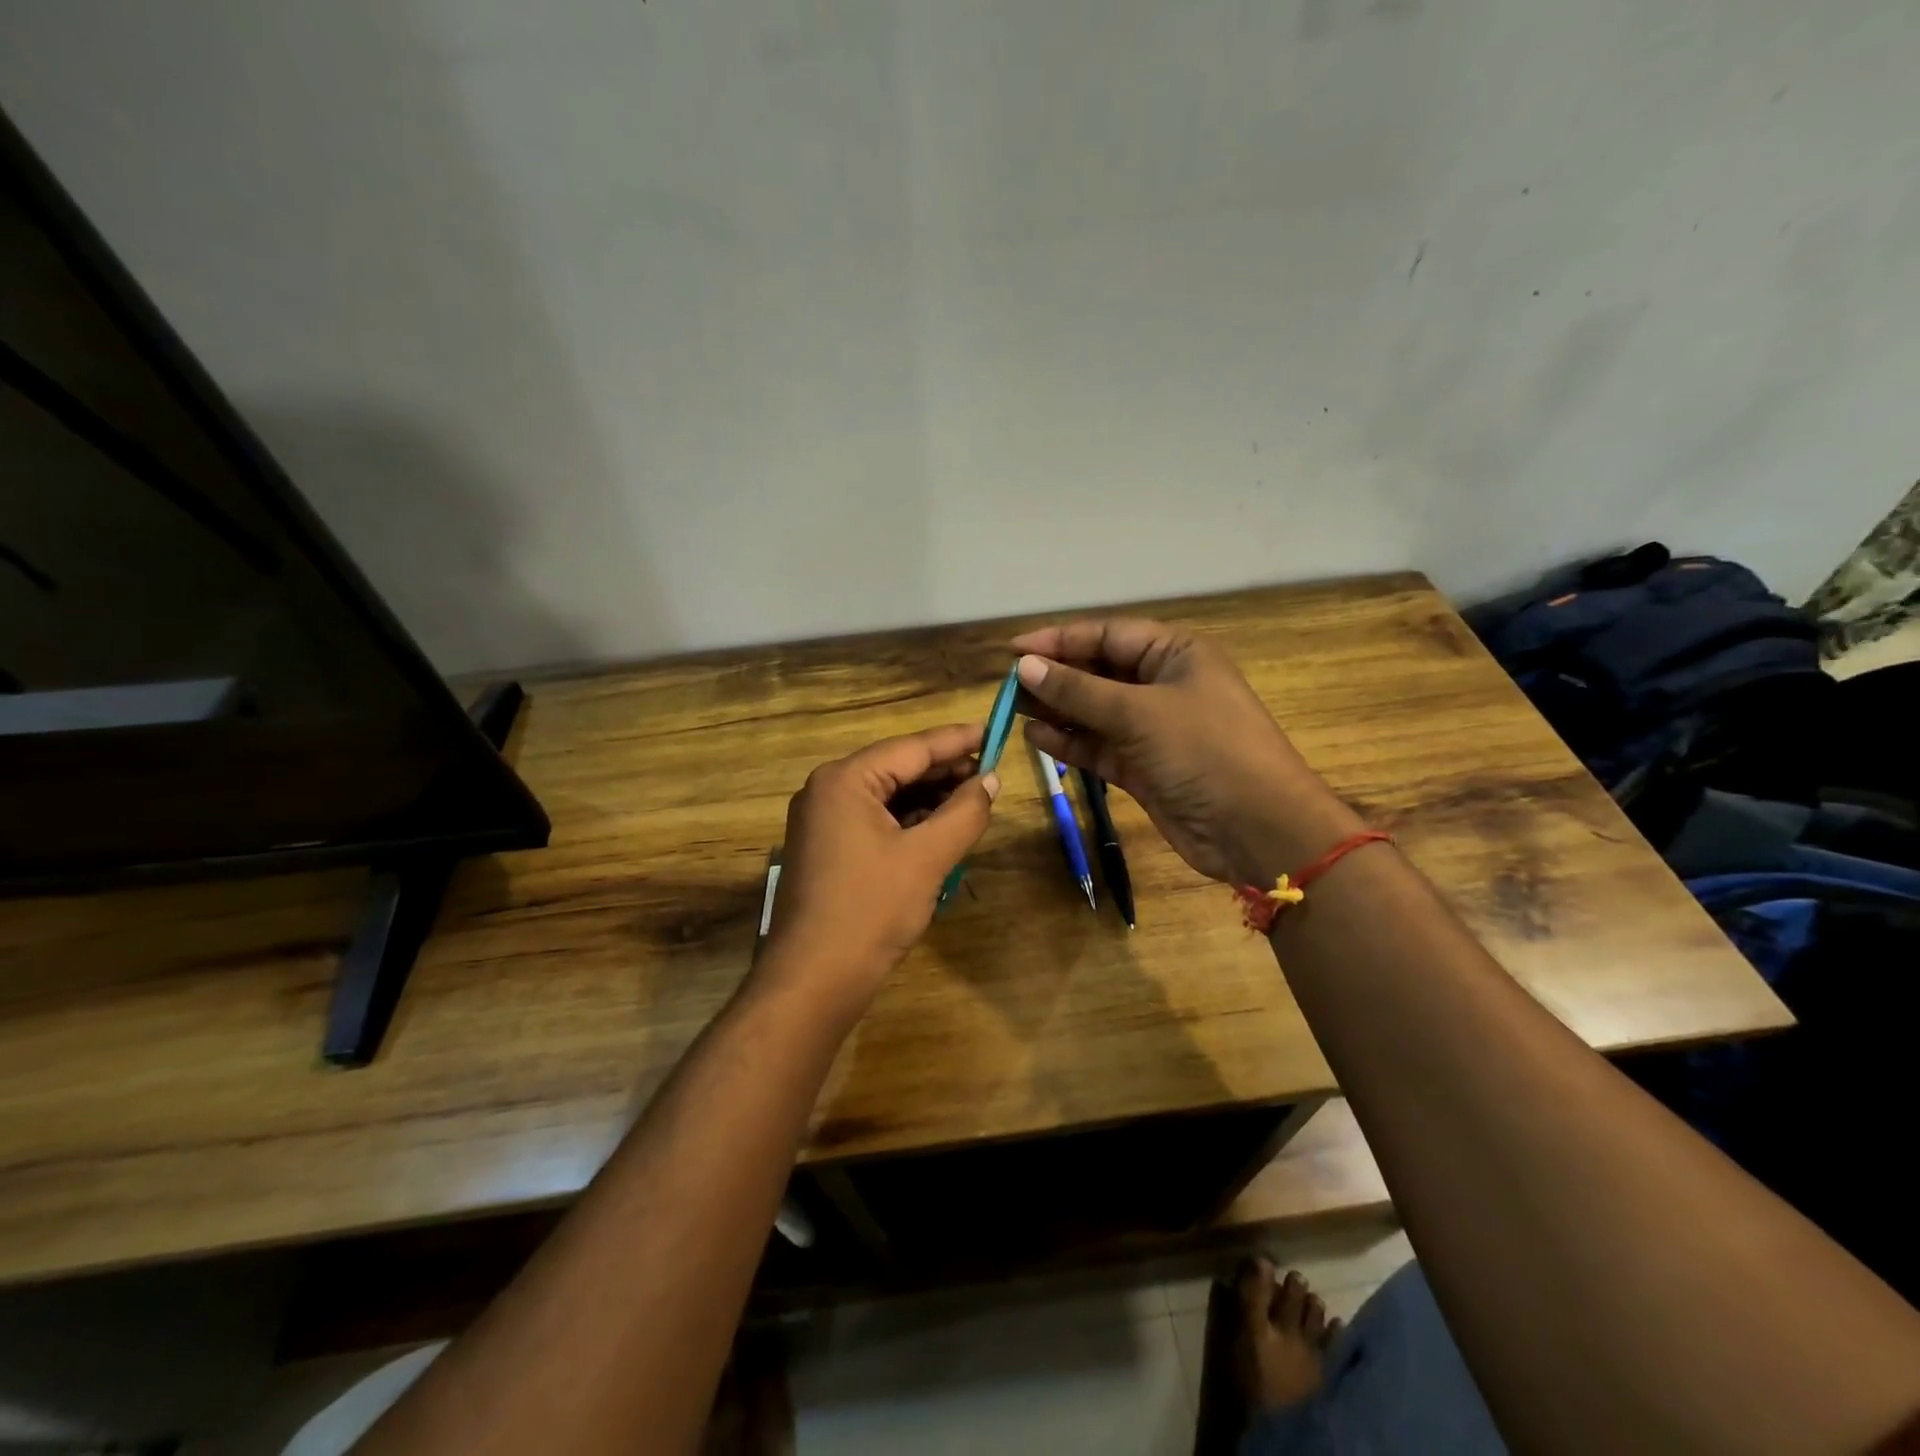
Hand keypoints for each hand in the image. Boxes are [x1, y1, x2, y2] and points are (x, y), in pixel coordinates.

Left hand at [760, 724, 999, 1016]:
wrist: (812, 981)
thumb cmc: (871, 911)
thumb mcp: (927, 858)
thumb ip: (964, 812)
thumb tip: (990, 780)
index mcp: (844, 780)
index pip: (912, 747)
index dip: (957, 740)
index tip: (994, 730)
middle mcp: (827, 790)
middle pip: (897, 768)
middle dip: (944, 771)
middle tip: (991, 773)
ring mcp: (821, 820)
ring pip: (886, 796)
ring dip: (928, 798)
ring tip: (972, 802)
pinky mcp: (825, 848)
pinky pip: (874, 820)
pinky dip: (907, 821)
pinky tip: (939, 829)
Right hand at [1011, 619, 1360, 884]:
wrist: (1258, 829)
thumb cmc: (1205, 751)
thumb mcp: (1139, 713)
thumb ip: (1079, 690)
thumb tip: (1026, 667)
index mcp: (1175, 655)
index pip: (1107, 636)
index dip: (1060, 640)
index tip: (1014, 651)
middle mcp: (1163, 686)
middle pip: (1098, 672)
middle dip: (1055, 677)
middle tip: (1008, 684)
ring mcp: (1153, 729)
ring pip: (1094, 712)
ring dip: (1057, 710)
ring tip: (1012, 709)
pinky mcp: (1144, 767)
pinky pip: (1099, 746)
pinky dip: (1070, 742)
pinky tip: (1035, 737)